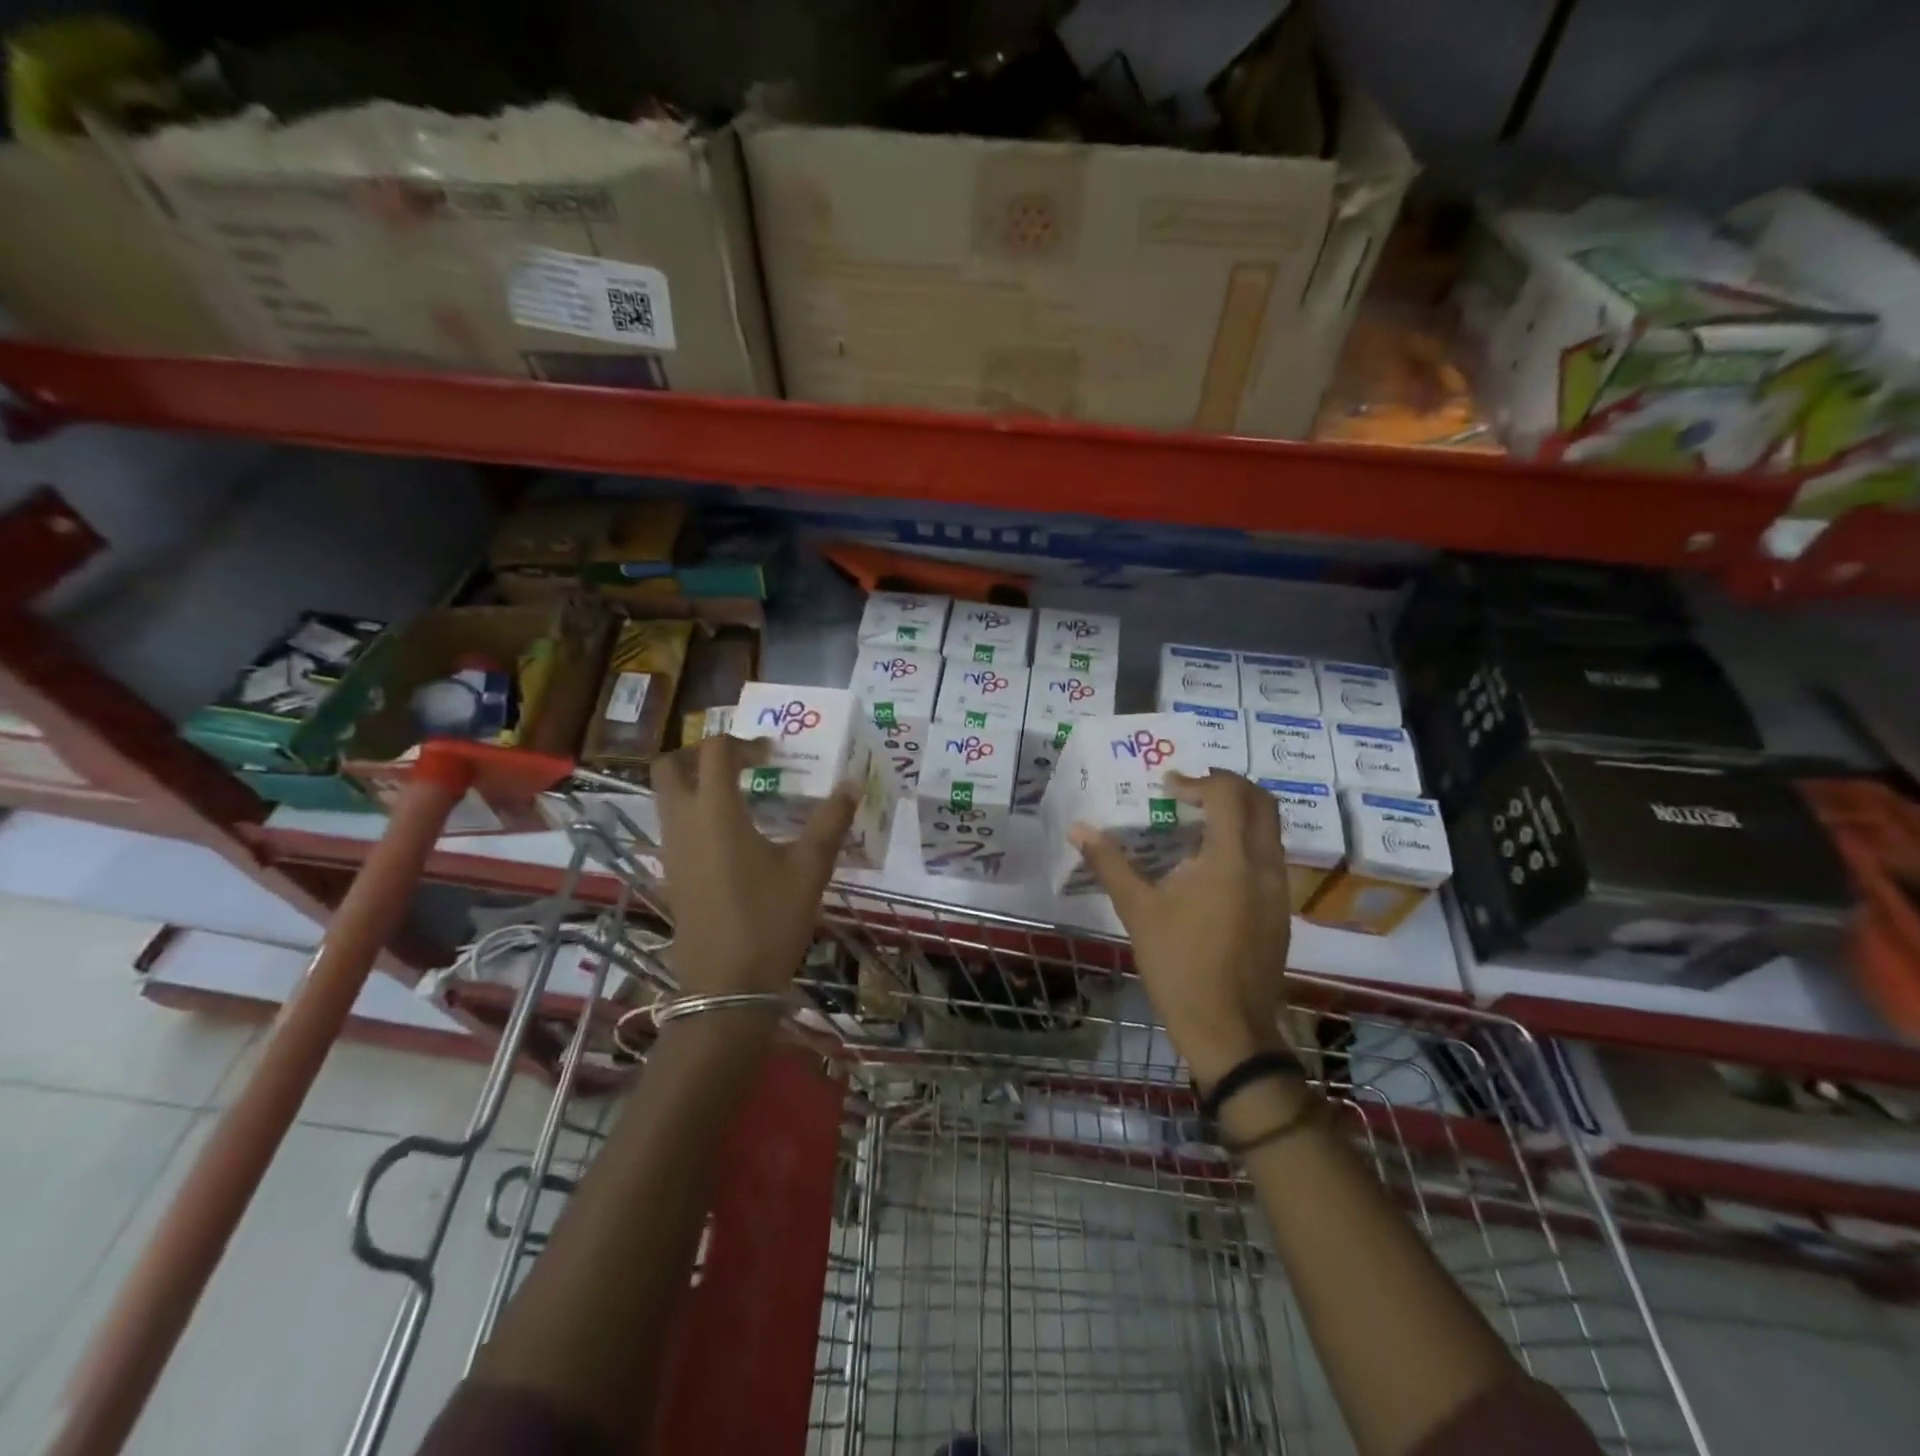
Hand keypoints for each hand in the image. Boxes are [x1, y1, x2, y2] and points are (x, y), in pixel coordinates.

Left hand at [651, 734, 857, 998]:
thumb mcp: (810, 867)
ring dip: (694, 783)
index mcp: (716, 812)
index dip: (743, 743)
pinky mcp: (671, 874)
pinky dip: (694, 813)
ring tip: (740, 795)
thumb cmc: (770, 920)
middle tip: (739, 763)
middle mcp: (683, 823)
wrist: (727, 985)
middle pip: (669, 766)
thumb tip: (853, 783)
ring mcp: (671, 851)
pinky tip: (732, 836)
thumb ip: (831, 820)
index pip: (715, 752)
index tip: (772, 756)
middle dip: (699, 753)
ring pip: (666, 797)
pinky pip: (672, 825)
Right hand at [1071, 770, 1291, 1088]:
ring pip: (1269, 831)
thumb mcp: (1138, 911)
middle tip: (1189, 794)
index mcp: (1231, 860)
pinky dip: (1243, 843)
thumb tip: (1079, 830)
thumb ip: (1110, 864)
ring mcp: (1277, 891)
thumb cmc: (1179, 966)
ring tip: (1194, 826)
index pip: (1229, 794)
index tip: (1167, 789)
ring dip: (1237, 815)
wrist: (1227, 1030)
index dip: (1197, 781)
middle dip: (1227, 787)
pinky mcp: (1279, 912)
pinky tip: (1207, 869)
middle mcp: (1264, 867)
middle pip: (1262, 802)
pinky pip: (1268, 858)